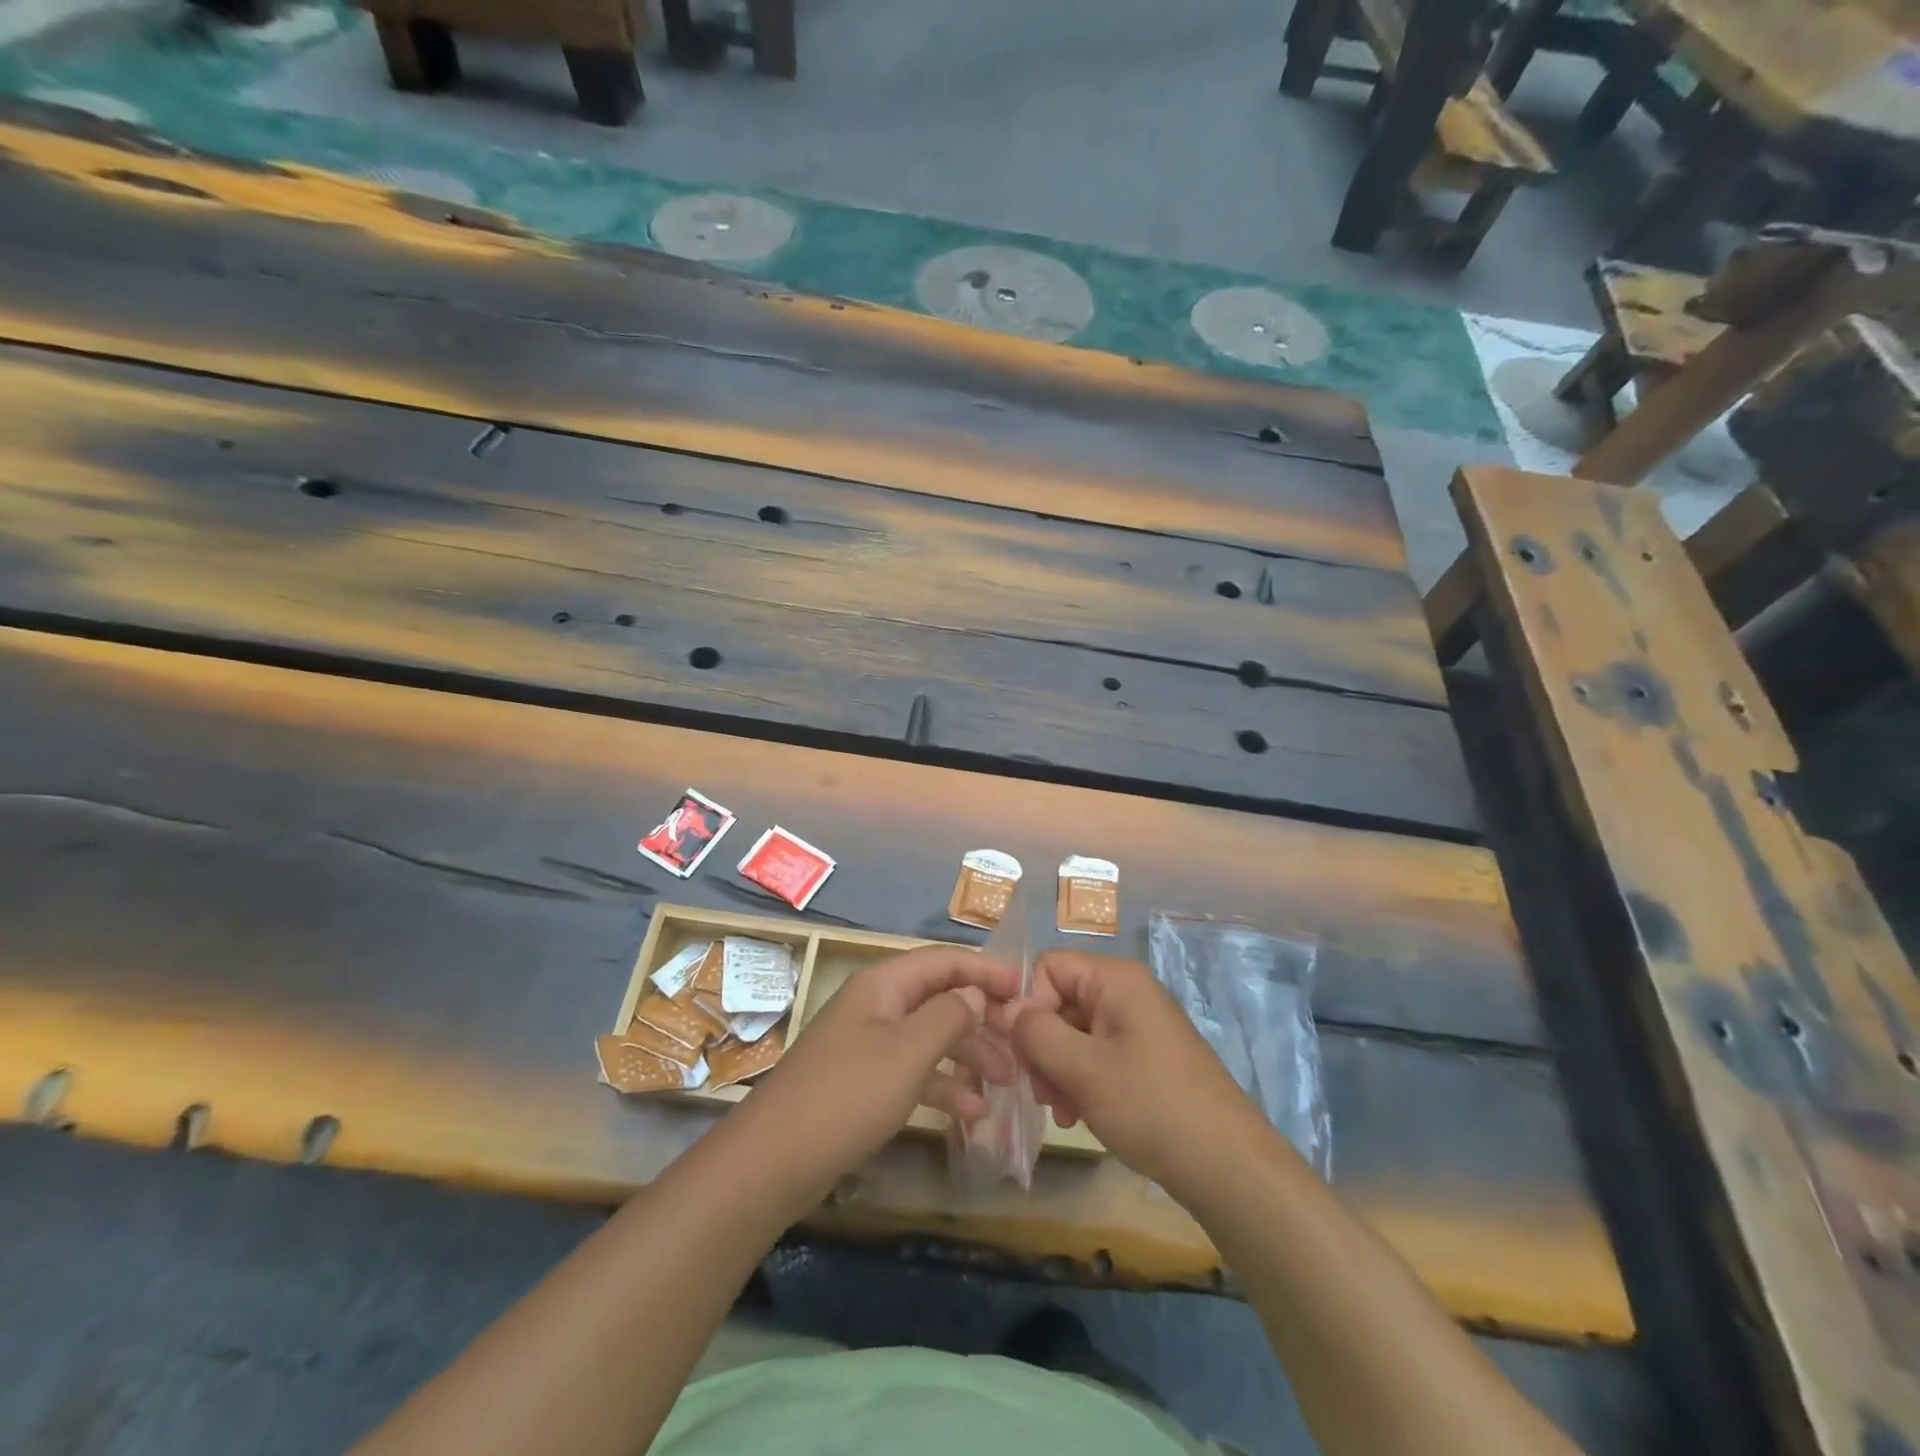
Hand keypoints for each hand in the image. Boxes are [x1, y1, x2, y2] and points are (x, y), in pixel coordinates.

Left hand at [734, 946, 1018, 1202]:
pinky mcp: (865, 1080)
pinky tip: (973, 1113)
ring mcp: (869, 1043)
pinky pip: (914, 1070)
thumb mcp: (907, 1053)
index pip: (944, 961)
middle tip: (1022, 1045)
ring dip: (969, 1055)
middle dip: (982, 1019)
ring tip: (1008, 1084)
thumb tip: (976, 994)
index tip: (1025, 990)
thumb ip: (949, 1016)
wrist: (772, 1163)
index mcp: (884, 984)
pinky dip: (943, 1085)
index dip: (985, 970)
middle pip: (940, 998)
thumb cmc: (847, 1096)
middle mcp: (877, 1005)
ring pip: (931, 1036)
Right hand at [1003, 951, 1258, 1194]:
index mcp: (1116, 979)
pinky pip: (1096, 1055)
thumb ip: (1036, 1033)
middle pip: (1060, 1000)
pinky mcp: (1144, 1058)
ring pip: (1074, 1032)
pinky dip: (1079, 1081)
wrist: (1227, 1166)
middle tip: (1039, 1091)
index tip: (1024, 1051)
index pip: (1049, 967)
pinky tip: (1076, 1116)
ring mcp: (1137, 1026)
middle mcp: (1127, 993)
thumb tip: (1004, 1009)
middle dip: (1041, 1044)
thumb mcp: (1083, 1069)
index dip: (1029, 1003)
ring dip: (1057, 1069)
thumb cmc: (1152, 1107)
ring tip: (1060, 1111)